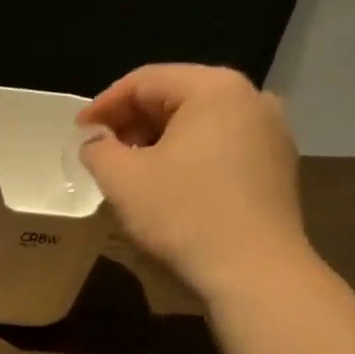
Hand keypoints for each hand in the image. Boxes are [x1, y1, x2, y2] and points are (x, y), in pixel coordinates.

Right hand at [79, 64, 312, 299]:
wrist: (254, 272)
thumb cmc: (184, 216)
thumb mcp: (123, 180)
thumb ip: (98, 150)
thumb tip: (96, 143)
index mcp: (214, 88)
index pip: (145, 80)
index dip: (103, 104)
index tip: (78, 133)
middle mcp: (251, 99)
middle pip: (176, 97)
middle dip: (132, 122)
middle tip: (101, 151)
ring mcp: (270, 133)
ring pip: (199, 124)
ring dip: (158, 142)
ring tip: (130, 171)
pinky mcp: (276, 167)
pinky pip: (221, 147)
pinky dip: (188, 157)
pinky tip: (168, 186)